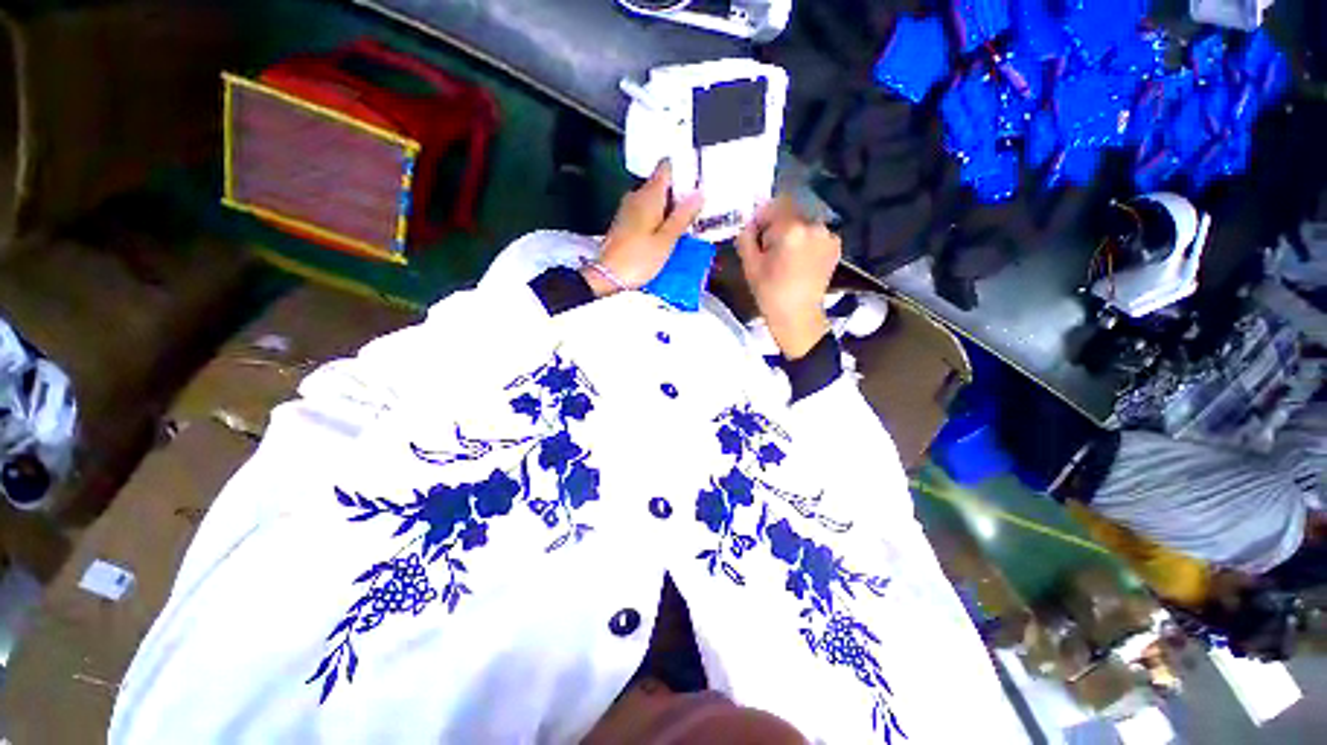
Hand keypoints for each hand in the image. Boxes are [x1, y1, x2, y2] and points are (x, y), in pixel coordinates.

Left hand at [588, 160, 703, 296]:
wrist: (608, 276)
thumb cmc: (639, 259)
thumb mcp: (667, 240)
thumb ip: (683, 216)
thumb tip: (698, 194)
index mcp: (649, 195)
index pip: (666, 167)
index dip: (683, 171)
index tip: (696, 184)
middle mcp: (636, 196)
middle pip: (661, 185)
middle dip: (678, 195)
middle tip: (695, 212)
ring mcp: (628, 209)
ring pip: (654, 201)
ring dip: (668, 210)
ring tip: (683, 227)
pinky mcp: (624, 223)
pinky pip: (646, 213)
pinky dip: (657, 219)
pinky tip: (665, 236)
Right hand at [736, 197, 840, 358]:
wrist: (798, 317)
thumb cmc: (770, 293)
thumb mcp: (750, 265)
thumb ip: (746, 238)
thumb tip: (749, 225)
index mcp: (791, 229)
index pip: (775, 204)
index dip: (762, 216)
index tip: (756, 233)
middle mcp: (814, 226)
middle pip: (790, 213)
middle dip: (777, 226)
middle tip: (769, 249)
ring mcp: (828, 235)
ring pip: (803, 224)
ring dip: (792, 234)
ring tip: (785, 258)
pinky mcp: (835, 246)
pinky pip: (815, 234)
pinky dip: (806, 241)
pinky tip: (800, 261)